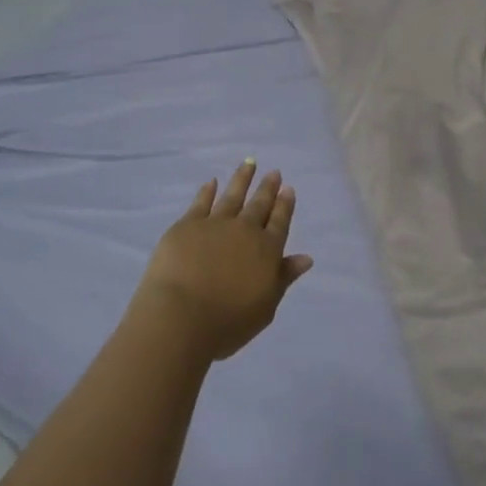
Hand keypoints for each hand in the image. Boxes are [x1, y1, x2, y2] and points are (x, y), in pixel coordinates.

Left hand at [132, 161, 312, 362]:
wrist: (180, 316)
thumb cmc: (227, 322)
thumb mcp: (265, 307)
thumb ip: (283, 278)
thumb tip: (305, 258)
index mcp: (267, 251)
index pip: (280, 223)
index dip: (285, 205)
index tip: (288, 189)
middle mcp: (245, 231)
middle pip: (259, 204)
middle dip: (268, 188)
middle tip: (274, 172)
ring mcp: (215, 224)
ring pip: (233, 195)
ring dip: (242, 179)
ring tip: (249, 163)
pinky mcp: (187, 225)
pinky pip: (201, 202)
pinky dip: (208, 191)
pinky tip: (212, 182)